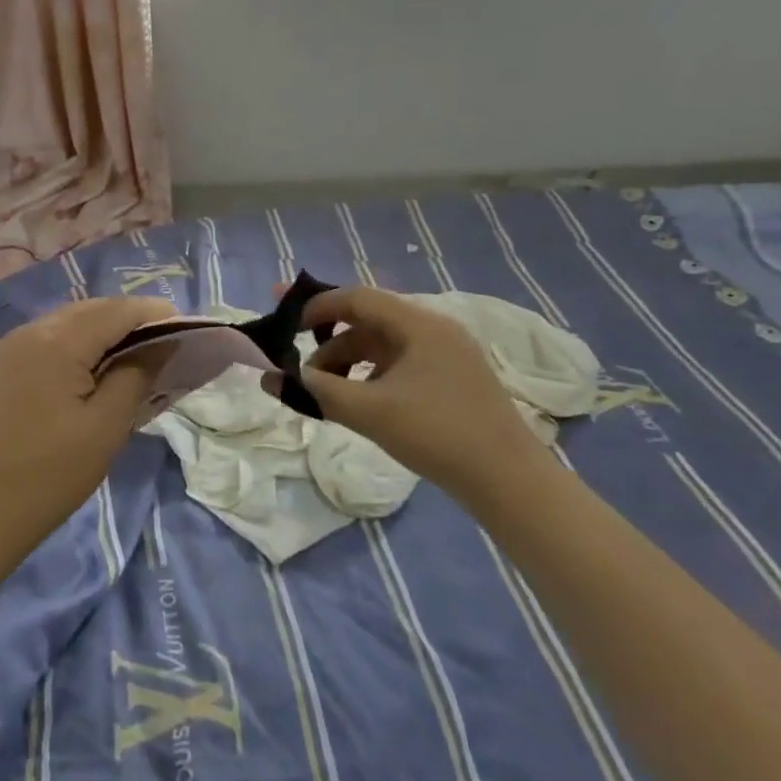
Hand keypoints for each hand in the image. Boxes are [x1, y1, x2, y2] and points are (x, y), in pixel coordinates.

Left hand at [0, 296, 175, 548]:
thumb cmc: (53, 472)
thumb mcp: (107, 425)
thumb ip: (136, 374)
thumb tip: (162, 343)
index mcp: (57, 341)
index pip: (116, 311)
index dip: (153, 314)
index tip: (186, 328)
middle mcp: (33, 330)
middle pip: (93, 309)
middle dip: (131, 319)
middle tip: (166, 342)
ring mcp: (15, 344)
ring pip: (72, 320)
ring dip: (106, 328)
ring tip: (139, 353)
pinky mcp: (7, 362)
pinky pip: (53, 336)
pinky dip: (81, 341)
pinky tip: (99, 364)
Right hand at [294, 287, 545, 505]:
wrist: (511, 483)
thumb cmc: (437, 435)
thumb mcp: (369, 412)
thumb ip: (316, 391)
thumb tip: (270, 378)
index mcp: (419, 324)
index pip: (358, 298)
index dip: (318, 306)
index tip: (287, 323)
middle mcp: (434, 329)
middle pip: (369, 321)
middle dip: (329, 340)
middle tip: (298, 360)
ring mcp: (448, 355)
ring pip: (384, 345)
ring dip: (349, 361)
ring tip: (326, 390)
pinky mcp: (453, 380)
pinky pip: (401, 363)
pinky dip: (372, 375)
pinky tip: (360, 402)